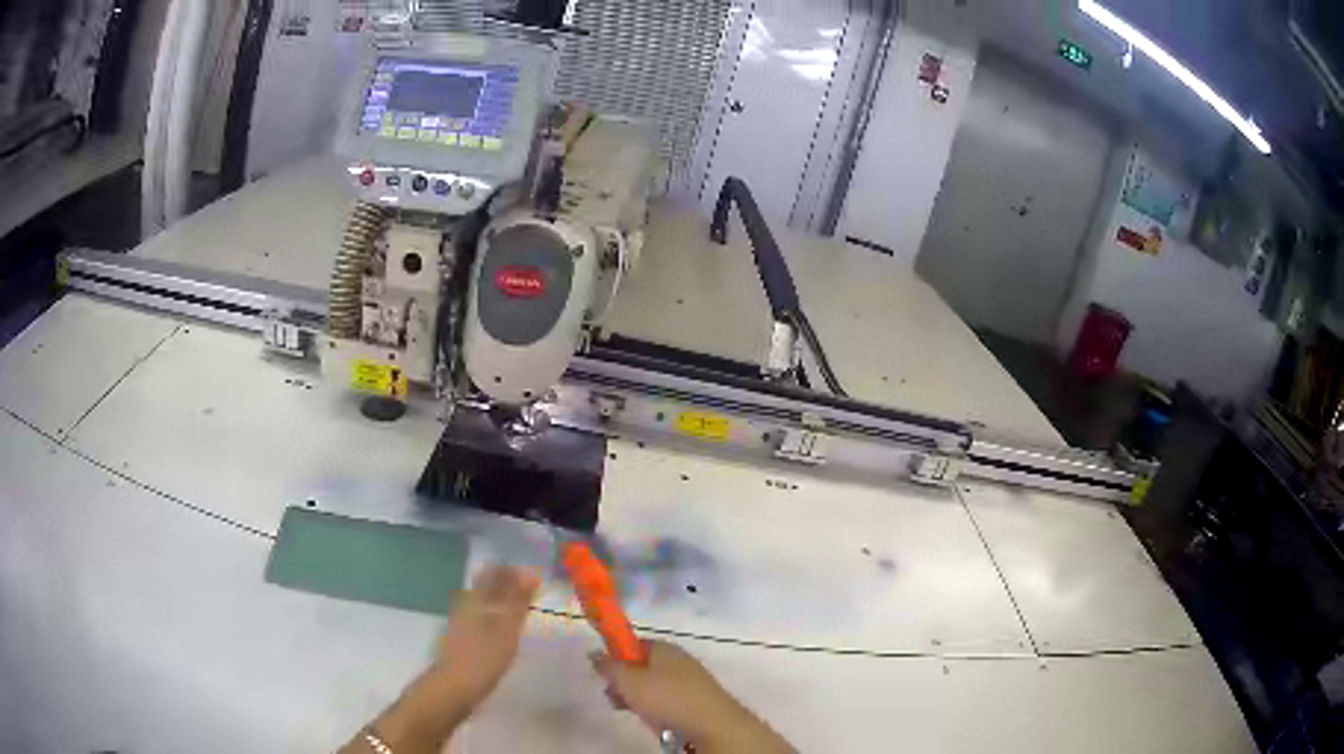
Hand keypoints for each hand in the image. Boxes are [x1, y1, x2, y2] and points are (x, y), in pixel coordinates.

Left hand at [433, 565, 541, 707]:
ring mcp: (461, 621)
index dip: (514, 572)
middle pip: (487, 585)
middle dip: (507, 584)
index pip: (494, 573)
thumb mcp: (507, 629)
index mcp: (477, 598)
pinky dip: (495, 616)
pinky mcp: (462, 637)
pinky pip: (481, 616)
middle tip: (530, 593)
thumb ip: (517, 602)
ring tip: (521, 609)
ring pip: (483, 600)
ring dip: (502, 600)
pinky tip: (504, 629)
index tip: (534, 579)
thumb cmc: (484, 658)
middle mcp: (466, 604)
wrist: (454, 687)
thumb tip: (530, 573)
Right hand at [591, 640, 794, 752]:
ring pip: (653, 686)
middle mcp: (678, 659)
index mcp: (663, 647)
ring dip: (637, 698)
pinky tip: (652, 721)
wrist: (713, 724)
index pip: (632, 643)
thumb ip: (608, 665)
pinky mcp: (697, 701)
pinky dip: (656, 709)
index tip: (603, 674)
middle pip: (642, 666)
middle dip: (624, 682)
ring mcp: (690, 680)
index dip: (615, 656)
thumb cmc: (667, 698)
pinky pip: (668, 701)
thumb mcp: (628, 680)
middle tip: (613, 696)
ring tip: (630, 711)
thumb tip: (594, 652)